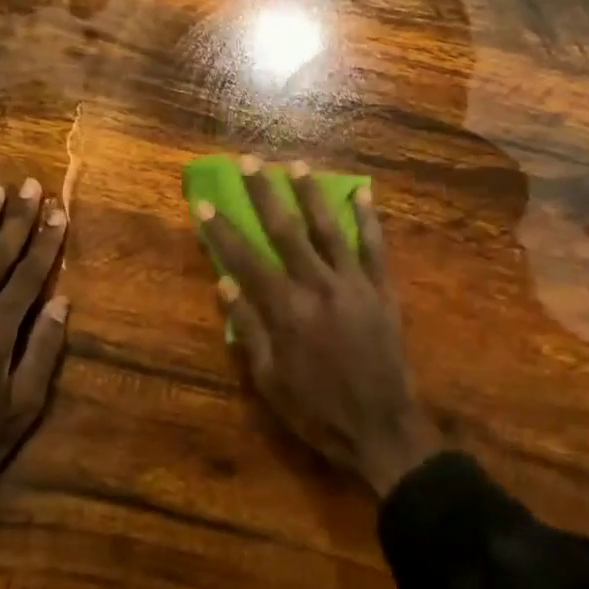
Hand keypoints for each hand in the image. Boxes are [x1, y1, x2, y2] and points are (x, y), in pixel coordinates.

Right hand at [195, 157, 440, 496]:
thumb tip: (224, 282)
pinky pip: (376, 247)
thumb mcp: (269, 379)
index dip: (222, 230)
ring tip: (296, 164)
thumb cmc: (316, 410)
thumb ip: (248, 327)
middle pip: (286, 230)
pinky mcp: (383, 291)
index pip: (246, 259)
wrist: (381, 427)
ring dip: (311, 194)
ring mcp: (355, 284)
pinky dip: (370, 219)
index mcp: (285, 310)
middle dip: (264, 194)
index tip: (205, 202)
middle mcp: (318, 286)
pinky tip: (363, 193)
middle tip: (250, 161)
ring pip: (330, 228)